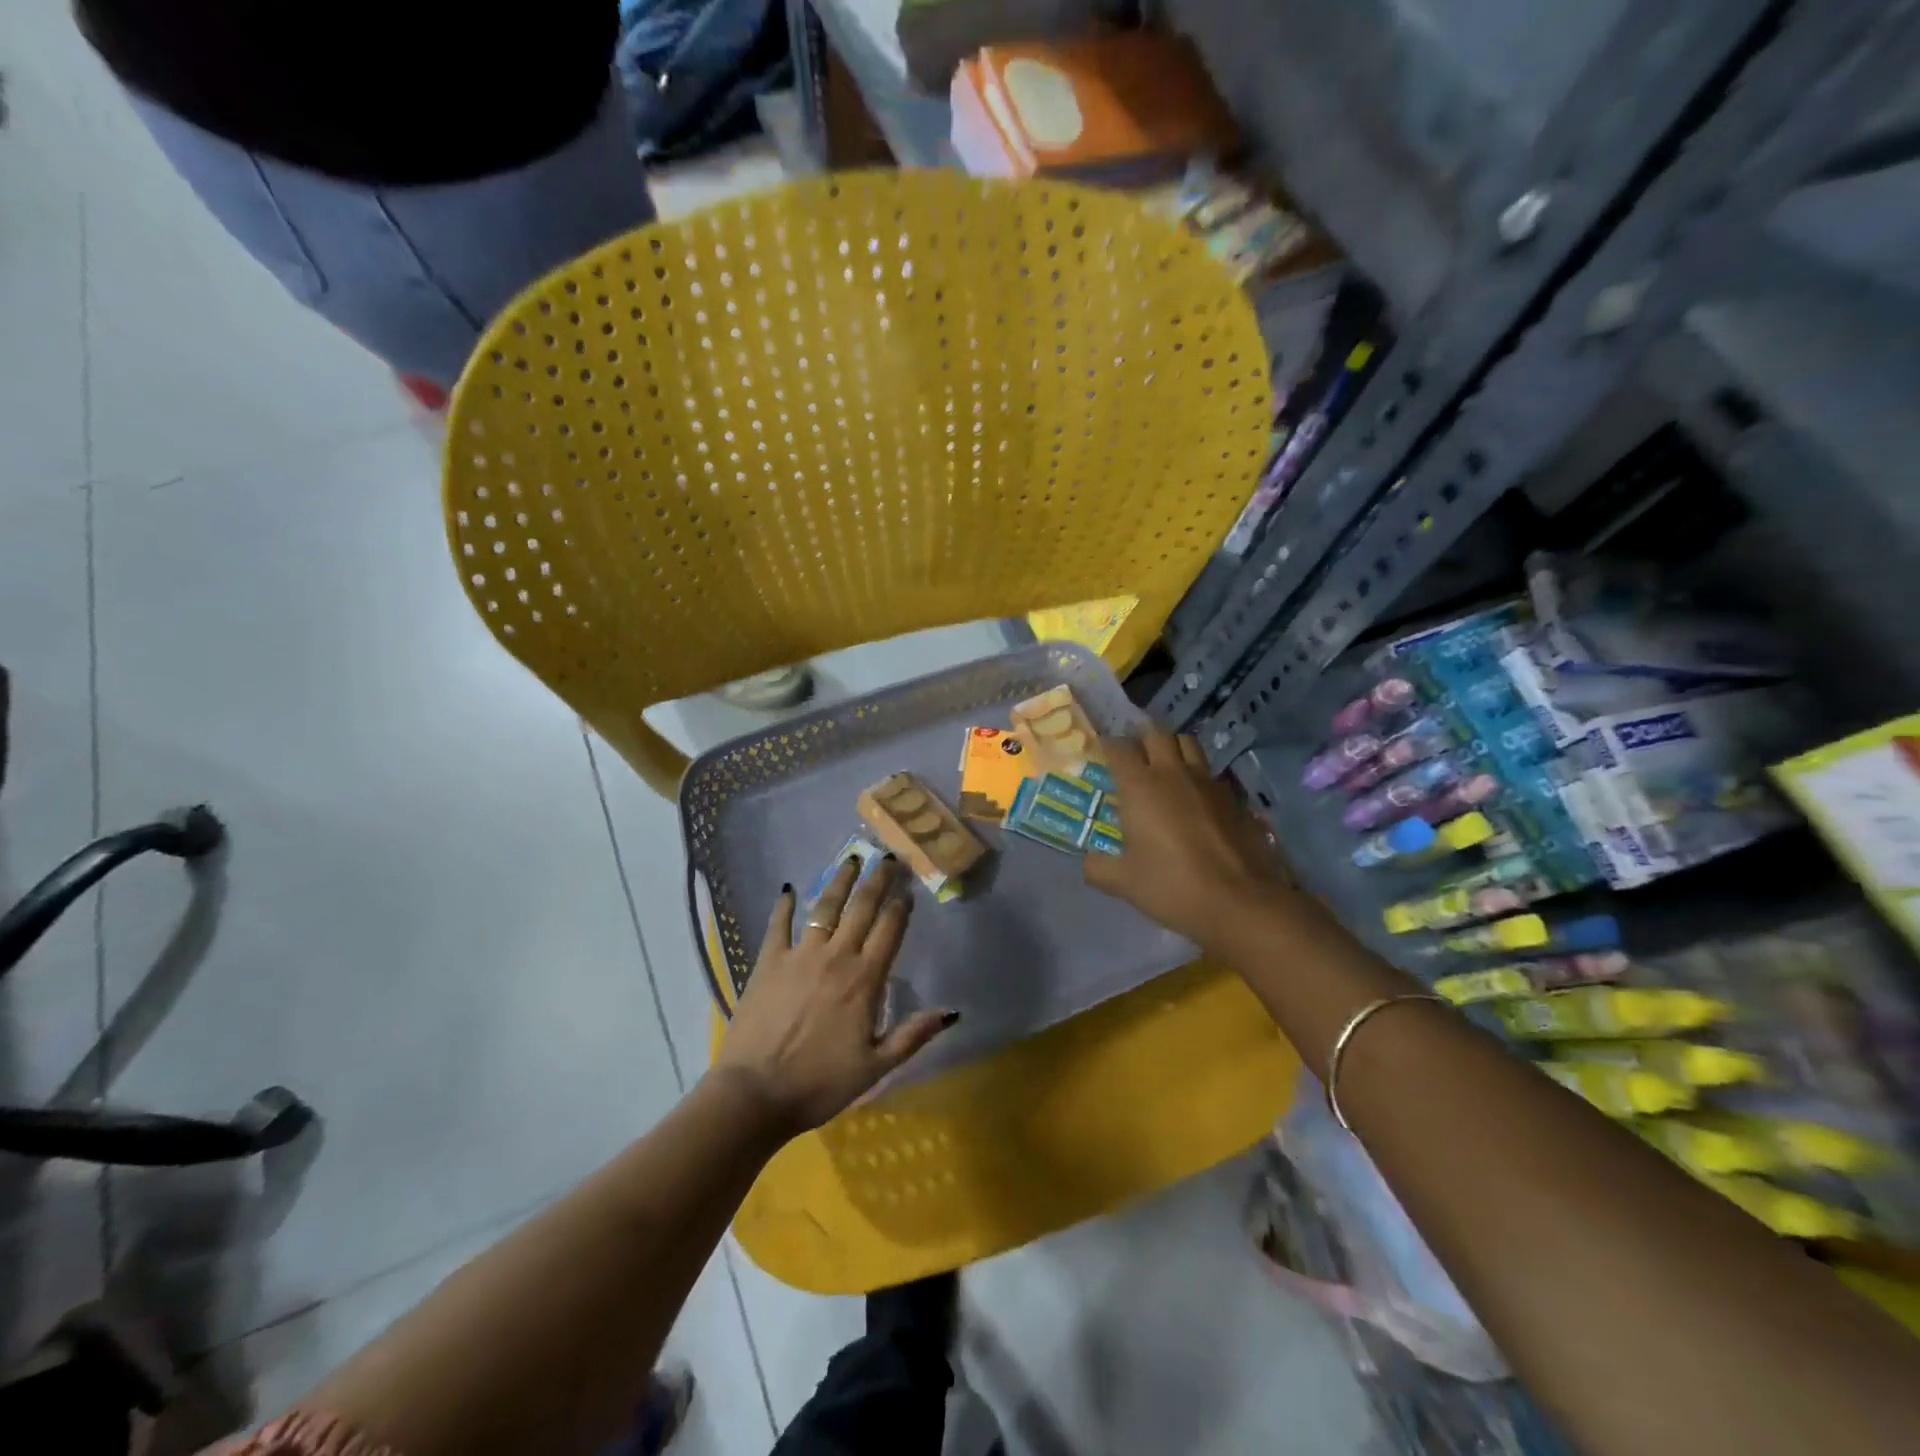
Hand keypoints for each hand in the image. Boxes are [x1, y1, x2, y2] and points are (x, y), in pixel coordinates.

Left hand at [712, 856, 955, 1136]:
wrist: (755, 1093)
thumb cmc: (820, 1083)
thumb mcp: (876, 1067)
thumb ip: (913, 1035)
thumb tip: (951, 1012)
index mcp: (864, 979)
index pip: (889, 930)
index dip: (900, 906)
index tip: (908, 888)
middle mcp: (836, 956)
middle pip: (861, 908)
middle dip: (877, 880)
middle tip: (888, 858)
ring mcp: (799, 955)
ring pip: (825, 906)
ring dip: (840, 881)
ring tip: (851, 859)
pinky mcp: (768, 961)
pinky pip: (778, 925)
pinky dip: (784, 905)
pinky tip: (787, 889)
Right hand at [1083, 728, 1295, 949]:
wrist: (1240, 902)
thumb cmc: (1172, 887)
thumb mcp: (1124, 883)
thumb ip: (1098, 867)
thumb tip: (1089, 860)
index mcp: (1140, 787)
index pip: (1119, 748)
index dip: (1108, 746)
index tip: (1101, 753)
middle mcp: (1173, 773)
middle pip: (1156, 733)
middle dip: (1141, 736)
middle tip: (1133, 752)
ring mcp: (1207, 782)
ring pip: (1188, 744)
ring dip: (1172, 747)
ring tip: (1164, 765)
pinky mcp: (1233, 797)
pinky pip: (1210, 772)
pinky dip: (1197, 774)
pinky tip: (1194, 797)